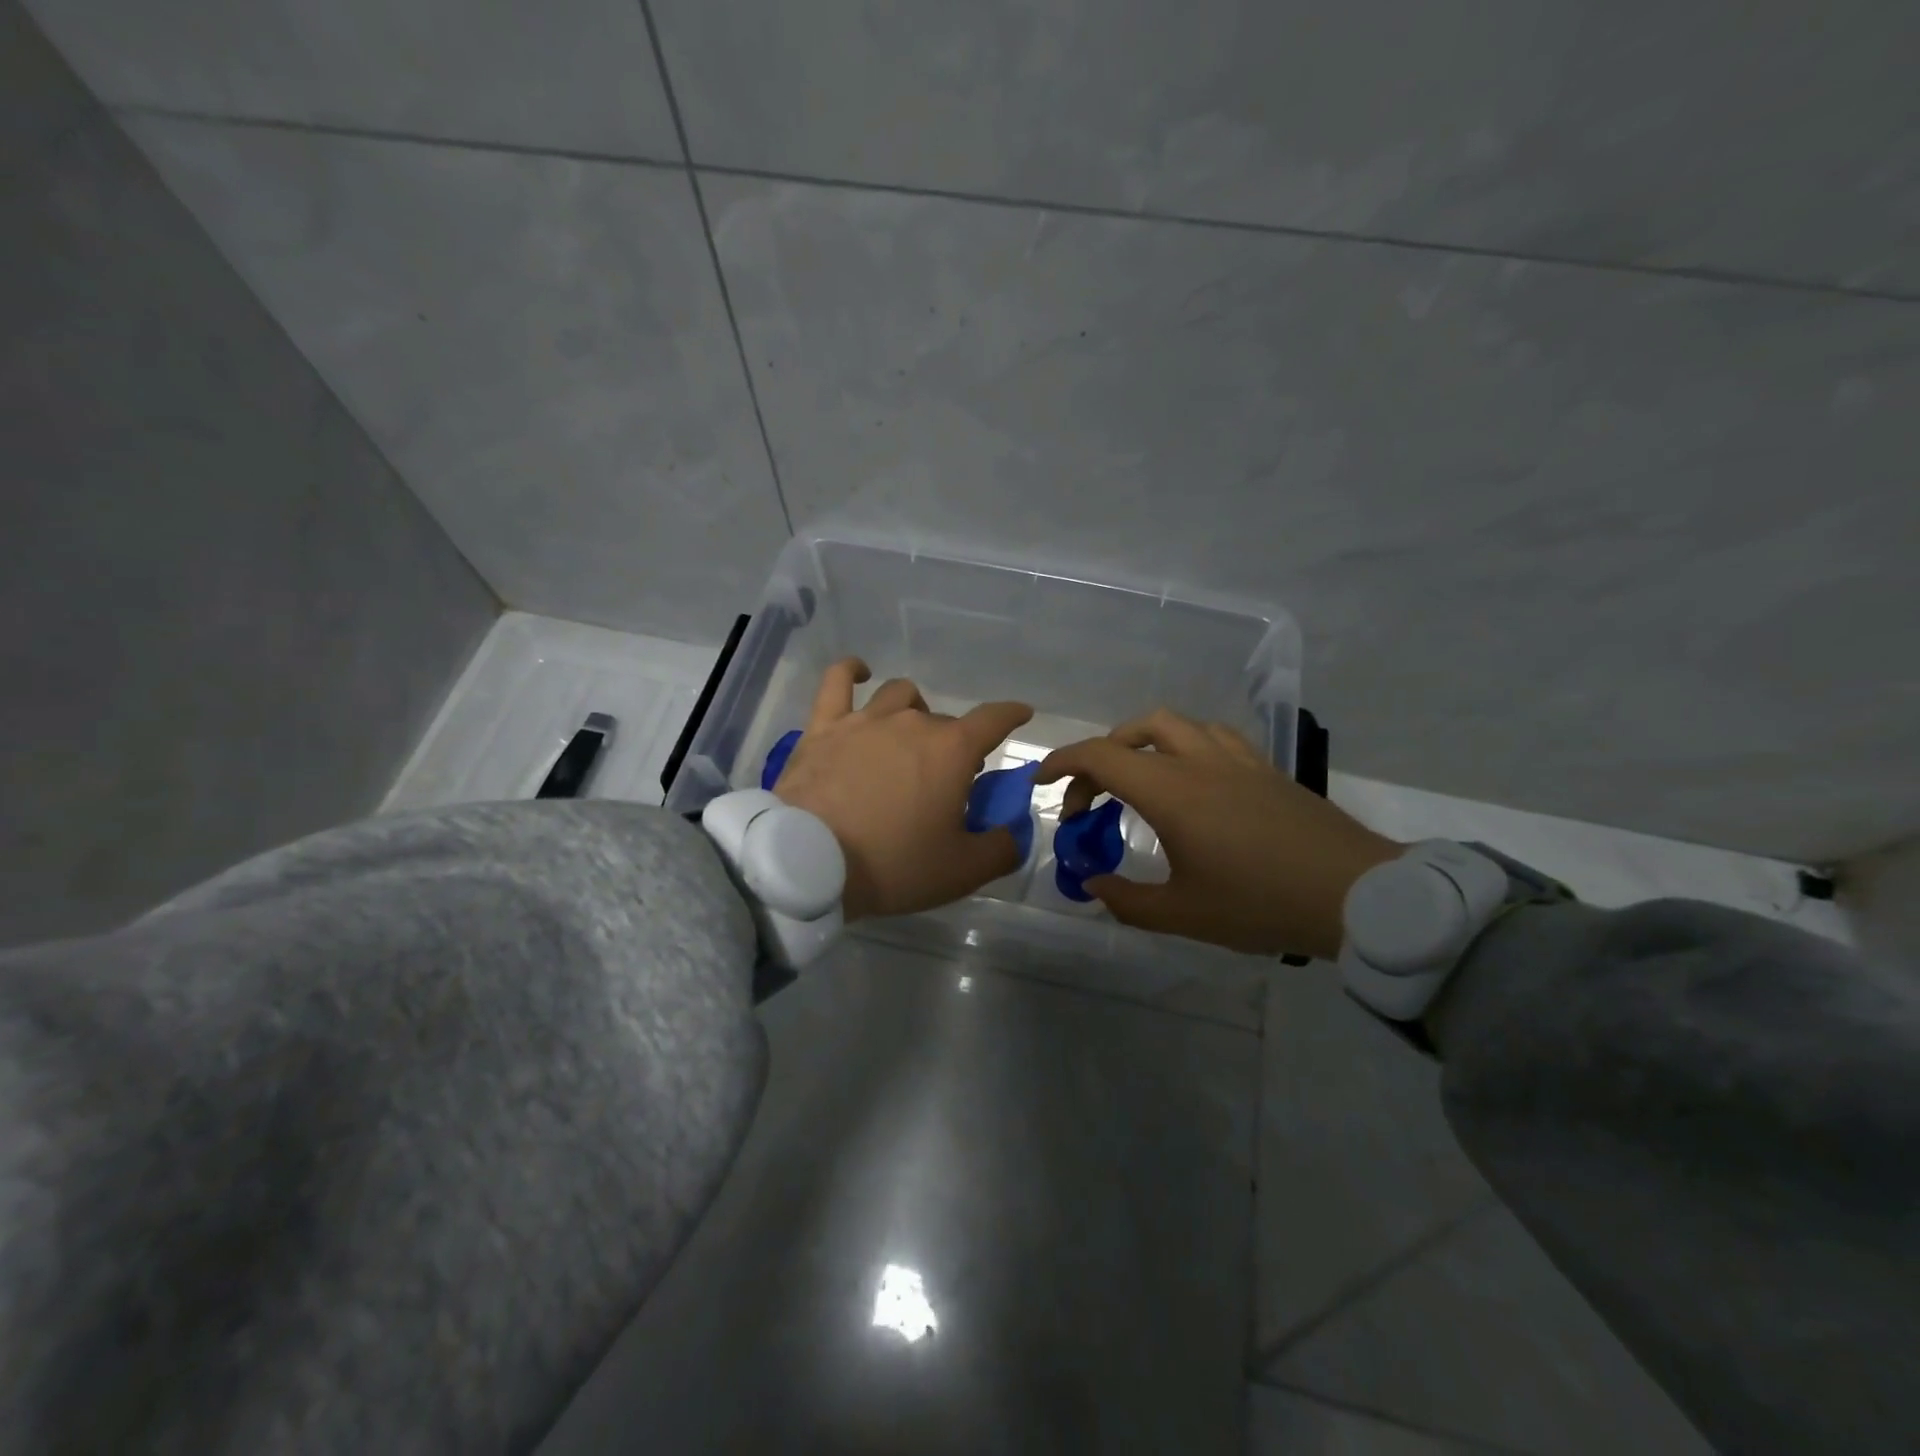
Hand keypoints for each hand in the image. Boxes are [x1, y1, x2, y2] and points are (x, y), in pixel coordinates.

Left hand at [772, 659, 1033, 920]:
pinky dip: (852, 672)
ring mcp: (865, 719)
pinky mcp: (823, 727)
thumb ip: (1002, 848)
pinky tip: (859, 673)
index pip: (994, 718)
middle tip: (947, 779)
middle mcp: (912, 721)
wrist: (809, 862)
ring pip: (900, 696)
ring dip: (914, 711)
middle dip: (954, 744)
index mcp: (952, 750)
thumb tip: (1015, 831)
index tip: (1021, 714)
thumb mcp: (962, 871)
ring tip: (909, 736)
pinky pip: (838, 682)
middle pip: (945, 721)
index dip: (1011, 715)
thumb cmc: (893, 864)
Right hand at [1037, 710, 1400, 959]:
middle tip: (1092, 800)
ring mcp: (1236, 760)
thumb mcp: (1183, 915)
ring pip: (1177, 725)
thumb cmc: (1261, 903)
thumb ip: (1127, 900)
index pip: (1101, 757)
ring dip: (1143, 743)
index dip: (1062, 763)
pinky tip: (1192, 780)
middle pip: (1135, 731)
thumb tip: (1093, 885)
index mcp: (1171, 792)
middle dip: (1100, 757)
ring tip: (1137, 781)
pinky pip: (1213, 738)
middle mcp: (1199, 762)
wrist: (1355, 893)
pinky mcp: (1265, 768)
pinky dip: (1185, 747)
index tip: (1042, 783)